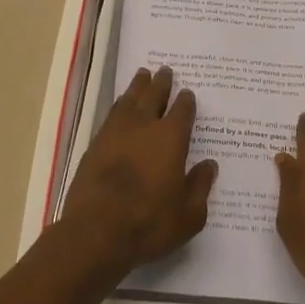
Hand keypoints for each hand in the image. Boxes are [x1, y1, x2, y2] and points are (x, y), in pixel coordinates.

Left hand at [62, 66, 217, 277]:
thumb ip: (200, 186)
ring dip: (138, 86)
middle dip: (161, 83)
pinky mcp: (95, 144)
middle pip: (153, 96)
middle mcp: (143, 127)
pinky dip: (119, 104)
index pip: (182, 111)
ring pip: (129, 100)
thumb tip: (209, 165)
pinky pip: (111, 114)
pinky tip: (121, 105)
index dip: (186, 101)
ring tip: (143, 75)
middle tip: (165, 70)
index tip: (188, 93)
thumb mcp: (189, 215)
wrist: (96, 232)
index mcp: (171, 139)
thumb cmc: (149, 224)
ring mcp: (115, 133)